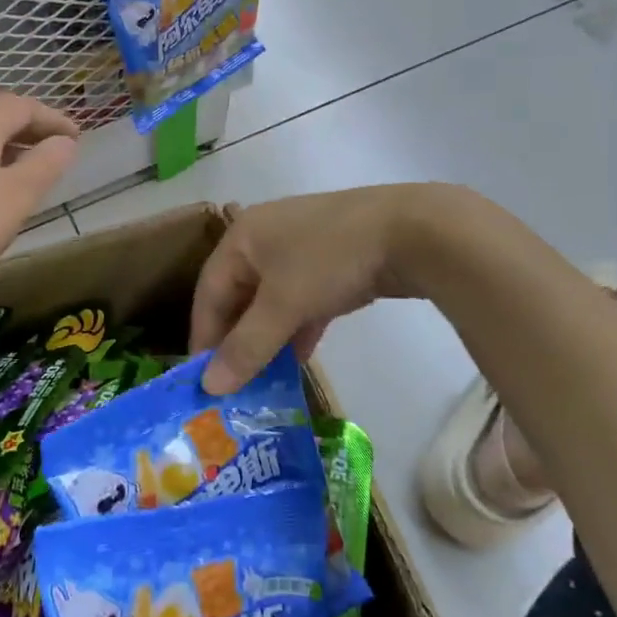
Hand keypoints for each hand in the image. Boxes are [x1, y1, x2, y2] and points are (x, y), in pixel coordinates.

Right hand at [191, 186, 439, 393]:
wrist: (412, 230)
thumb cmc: (330, 259)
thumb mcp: (283, 305)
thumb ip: (246, 347)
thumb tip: (210, 386)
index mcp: (242, 237)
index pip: (209, 292)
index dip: (204, 336)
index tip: (204, 379)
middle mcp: (265, 238)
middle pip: (239, 297)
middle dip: (237, 341)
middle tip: (234, 384)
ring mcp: (302, 248)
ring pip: (272, 302)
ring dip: (267, 340)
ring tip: (263, 381)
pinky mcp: (332, 262)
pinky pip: (300, 300)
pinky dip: (296, 329)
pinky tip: (298, 360)